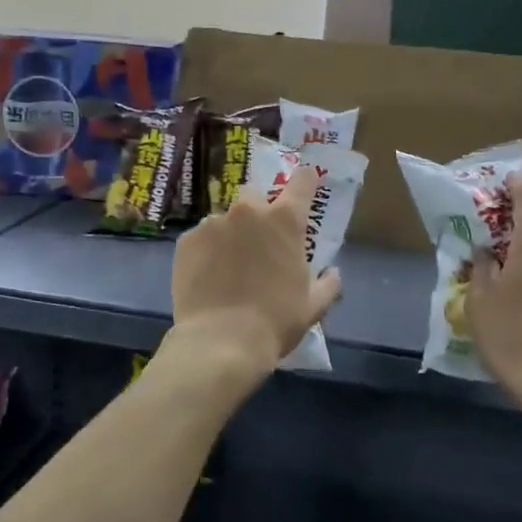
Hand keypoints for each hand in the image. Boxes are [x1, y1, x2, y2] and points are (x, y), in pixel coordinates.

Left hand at [168, 167, 342, 389]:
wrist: (221, 341)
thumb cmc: (276, 321)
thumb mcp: (313, 305)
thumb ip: (328, 283)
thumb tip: (334, 273)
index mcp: (285, 220)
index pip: (302, 181)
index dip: (305, 180)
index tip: (306, 183)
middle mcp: (248, 211)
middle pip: (256, 196)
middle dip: (259, 212)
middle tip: (260, 243)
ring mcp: (214, 223)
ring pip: (226, 219)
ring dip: (231, 234)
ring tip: (229, 267)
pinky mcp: (187, 240)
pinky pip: (201, 237)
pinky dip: (207, 251)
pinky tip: (208, 277)